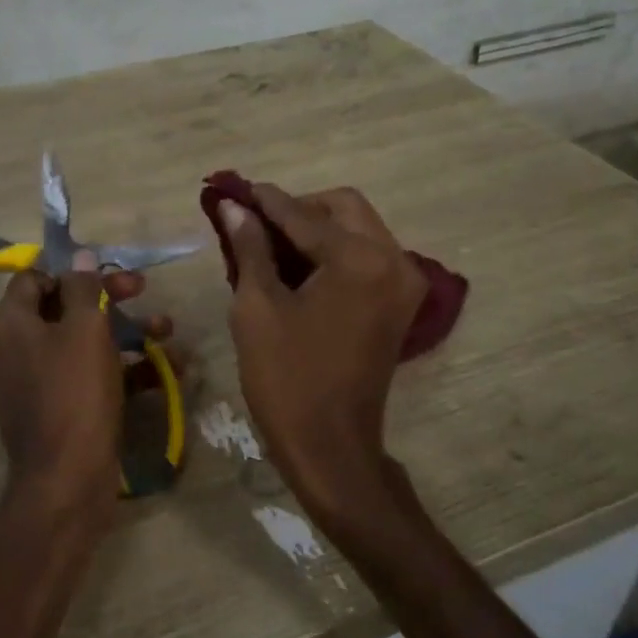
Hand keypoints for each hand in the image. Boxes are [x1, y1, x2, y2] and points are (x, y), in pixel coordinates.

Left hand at [0, 259, 164, 521]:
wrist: (67, 480)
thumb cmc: (75, 394)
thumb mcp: (85, 330)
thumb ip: (83, 287)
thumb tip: (79, 255)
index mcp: (11, 326)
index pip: (33, 279)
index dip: (71, 270)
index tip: (107, 271)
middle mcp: (14, 352)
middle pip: (62, 310)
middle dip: (107, 299)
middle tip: (143, 290)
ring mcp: (34, 385)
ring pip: (80, 345)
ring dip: (124, 333)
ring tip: (166, 331)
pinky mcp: (56, 412)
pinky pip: (86, 378)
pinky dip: (120, 371)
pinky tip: (163, 371)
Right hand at [219, 185, 427, 535]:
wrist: (331, 447)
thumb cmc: (287, 379)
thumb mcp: (257, 308)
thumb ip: (250, 247)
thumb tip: (234, 207)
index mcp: (360, 259)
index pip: (304, 214)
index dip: (265, 201)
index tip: (233, 190)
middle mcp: (394, 260)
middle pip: (342, 208)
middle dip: (297, 210)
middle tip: (254, 224)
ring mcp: (404, 282)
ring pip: (358, 229)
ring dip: (316, 229)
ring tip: (269, 245)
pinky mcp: (401, 303)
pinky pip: (367, 257)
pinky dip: (334, 253)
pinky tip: (297, 267)